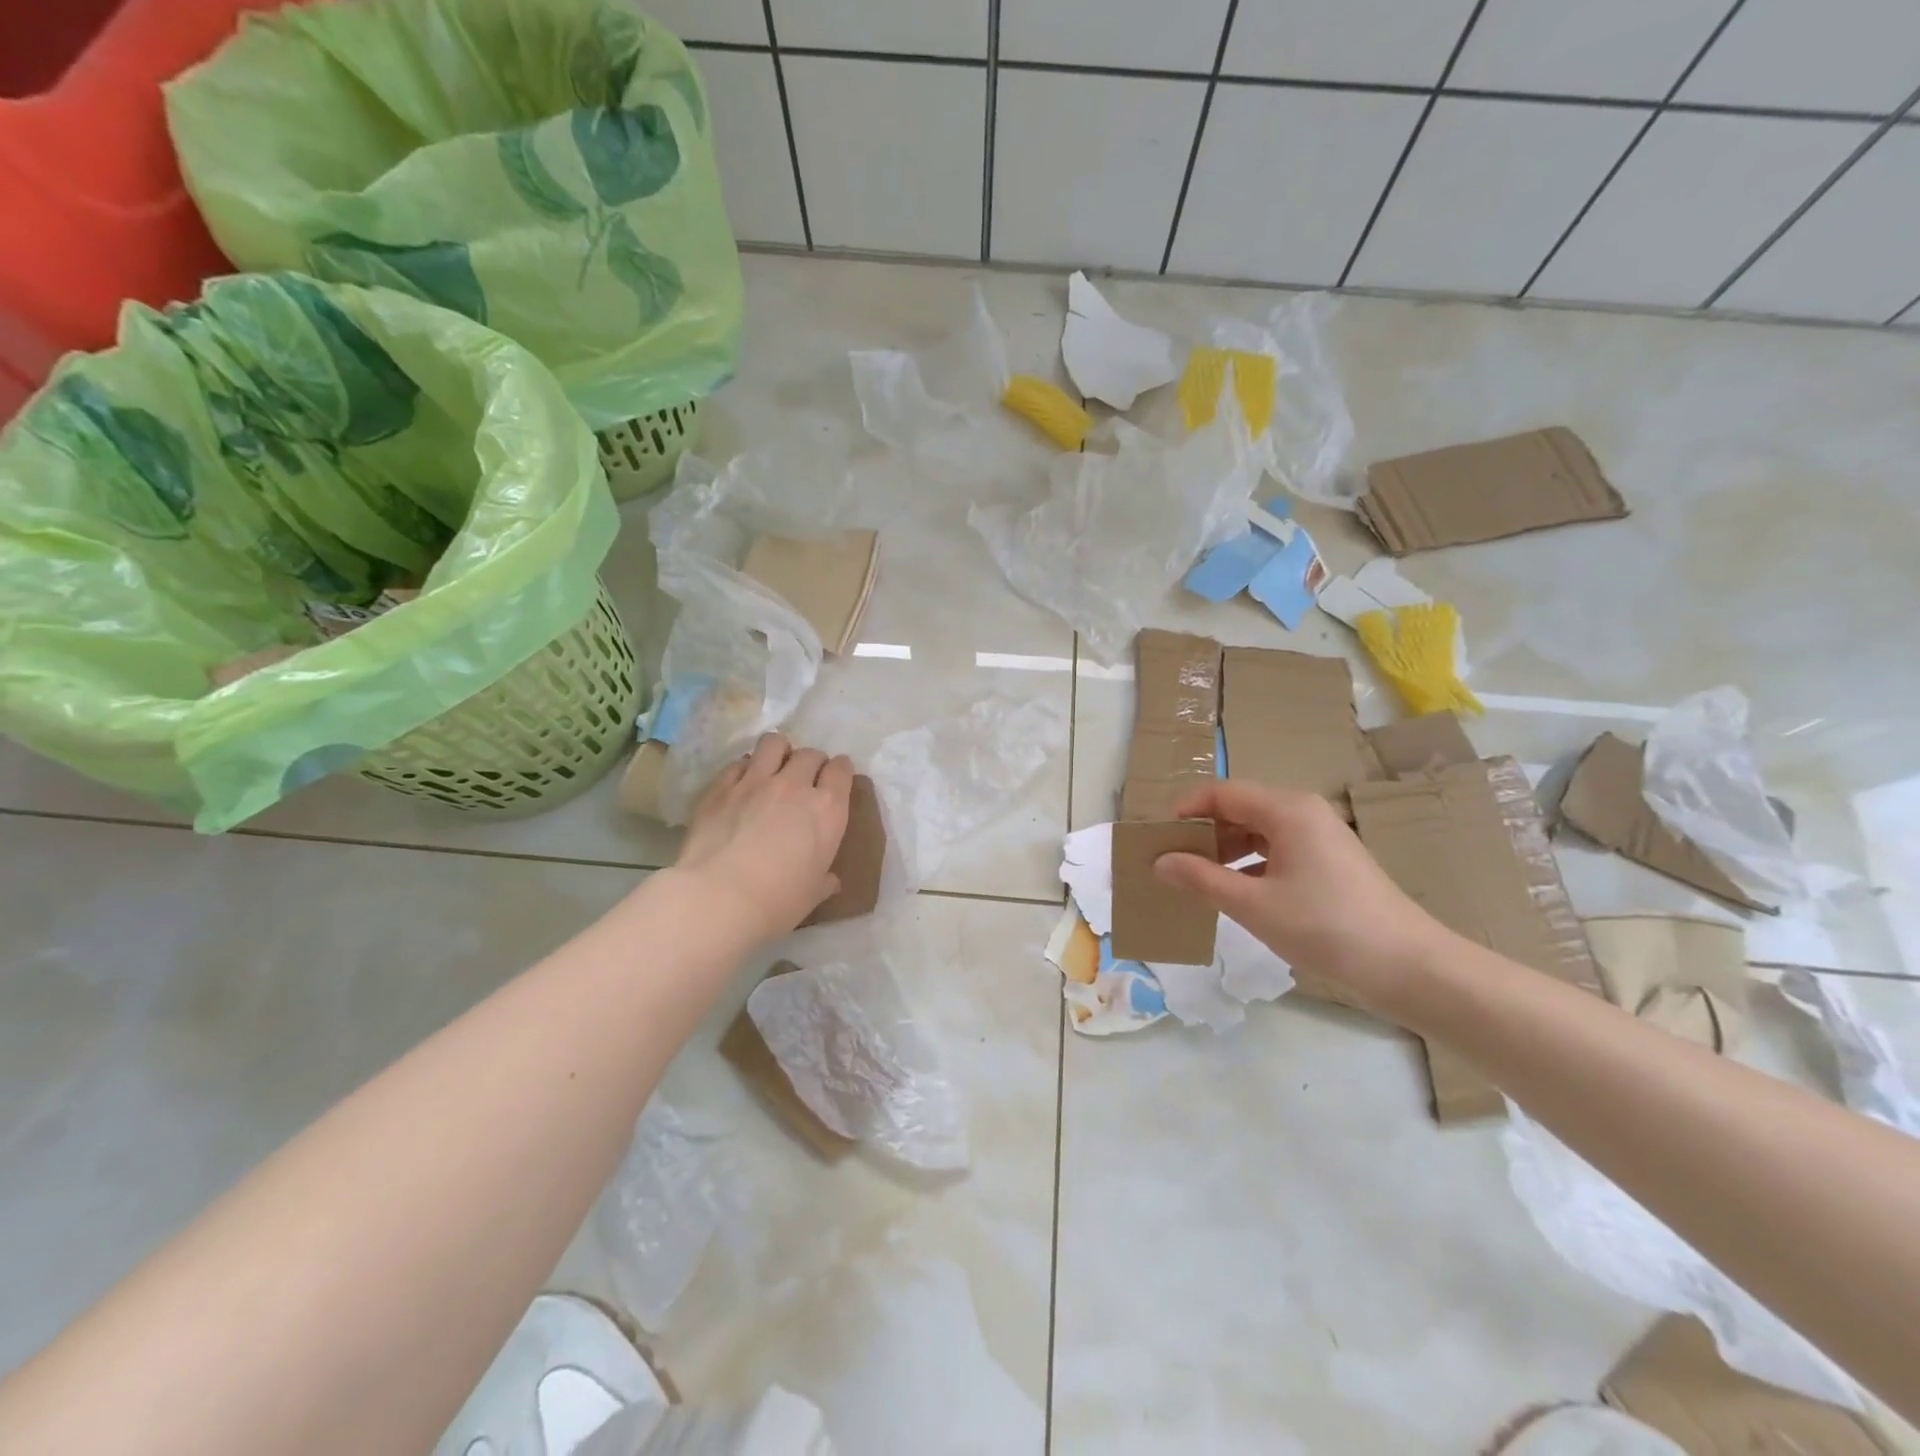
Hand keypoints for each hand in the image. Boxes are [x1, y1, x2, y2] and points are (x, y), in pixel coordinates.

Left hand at [674, 733, 854, 943]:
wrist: (718, 897)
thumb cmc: (777, 901)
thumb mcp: (811, 895)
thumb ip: (823, 880)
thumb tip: (830, 880)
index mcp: (827, 810)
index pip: (842, 770)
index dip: (840, 771)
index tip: (836, 779)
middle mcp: (795, 786)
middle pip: (810, 754)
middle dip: (812, 762)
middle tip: (806, 779)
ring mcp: (755, 781)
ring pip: (774, 743)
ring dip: (779, 751)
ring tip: (775, 766)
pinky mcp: (721, 787)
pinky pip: (738, 763)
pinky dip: (745, 768)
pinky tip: (742, 784)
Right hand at [1153, 780, 1450, 1013]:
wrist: (1409, 967)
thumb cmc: (1326, 927)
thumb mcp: (1253, 905)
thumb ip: (1201, 878)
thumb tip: (1160, 861)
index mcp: (1286, 810)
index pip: (1221, 793)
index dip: (1184, 810)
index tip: (1157, 839)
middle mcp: (1303, 812)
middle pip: (1238, 808)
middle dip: (1201, 832)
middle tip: (1170, 862)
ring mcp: (1319, 837)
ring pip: (1256, 830)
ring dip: (1223, 850)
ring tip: (1194, 880)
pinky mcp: (1328, 862)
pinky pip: (1276, 850)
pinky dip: (1248, 864)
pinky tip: (1233, 892)